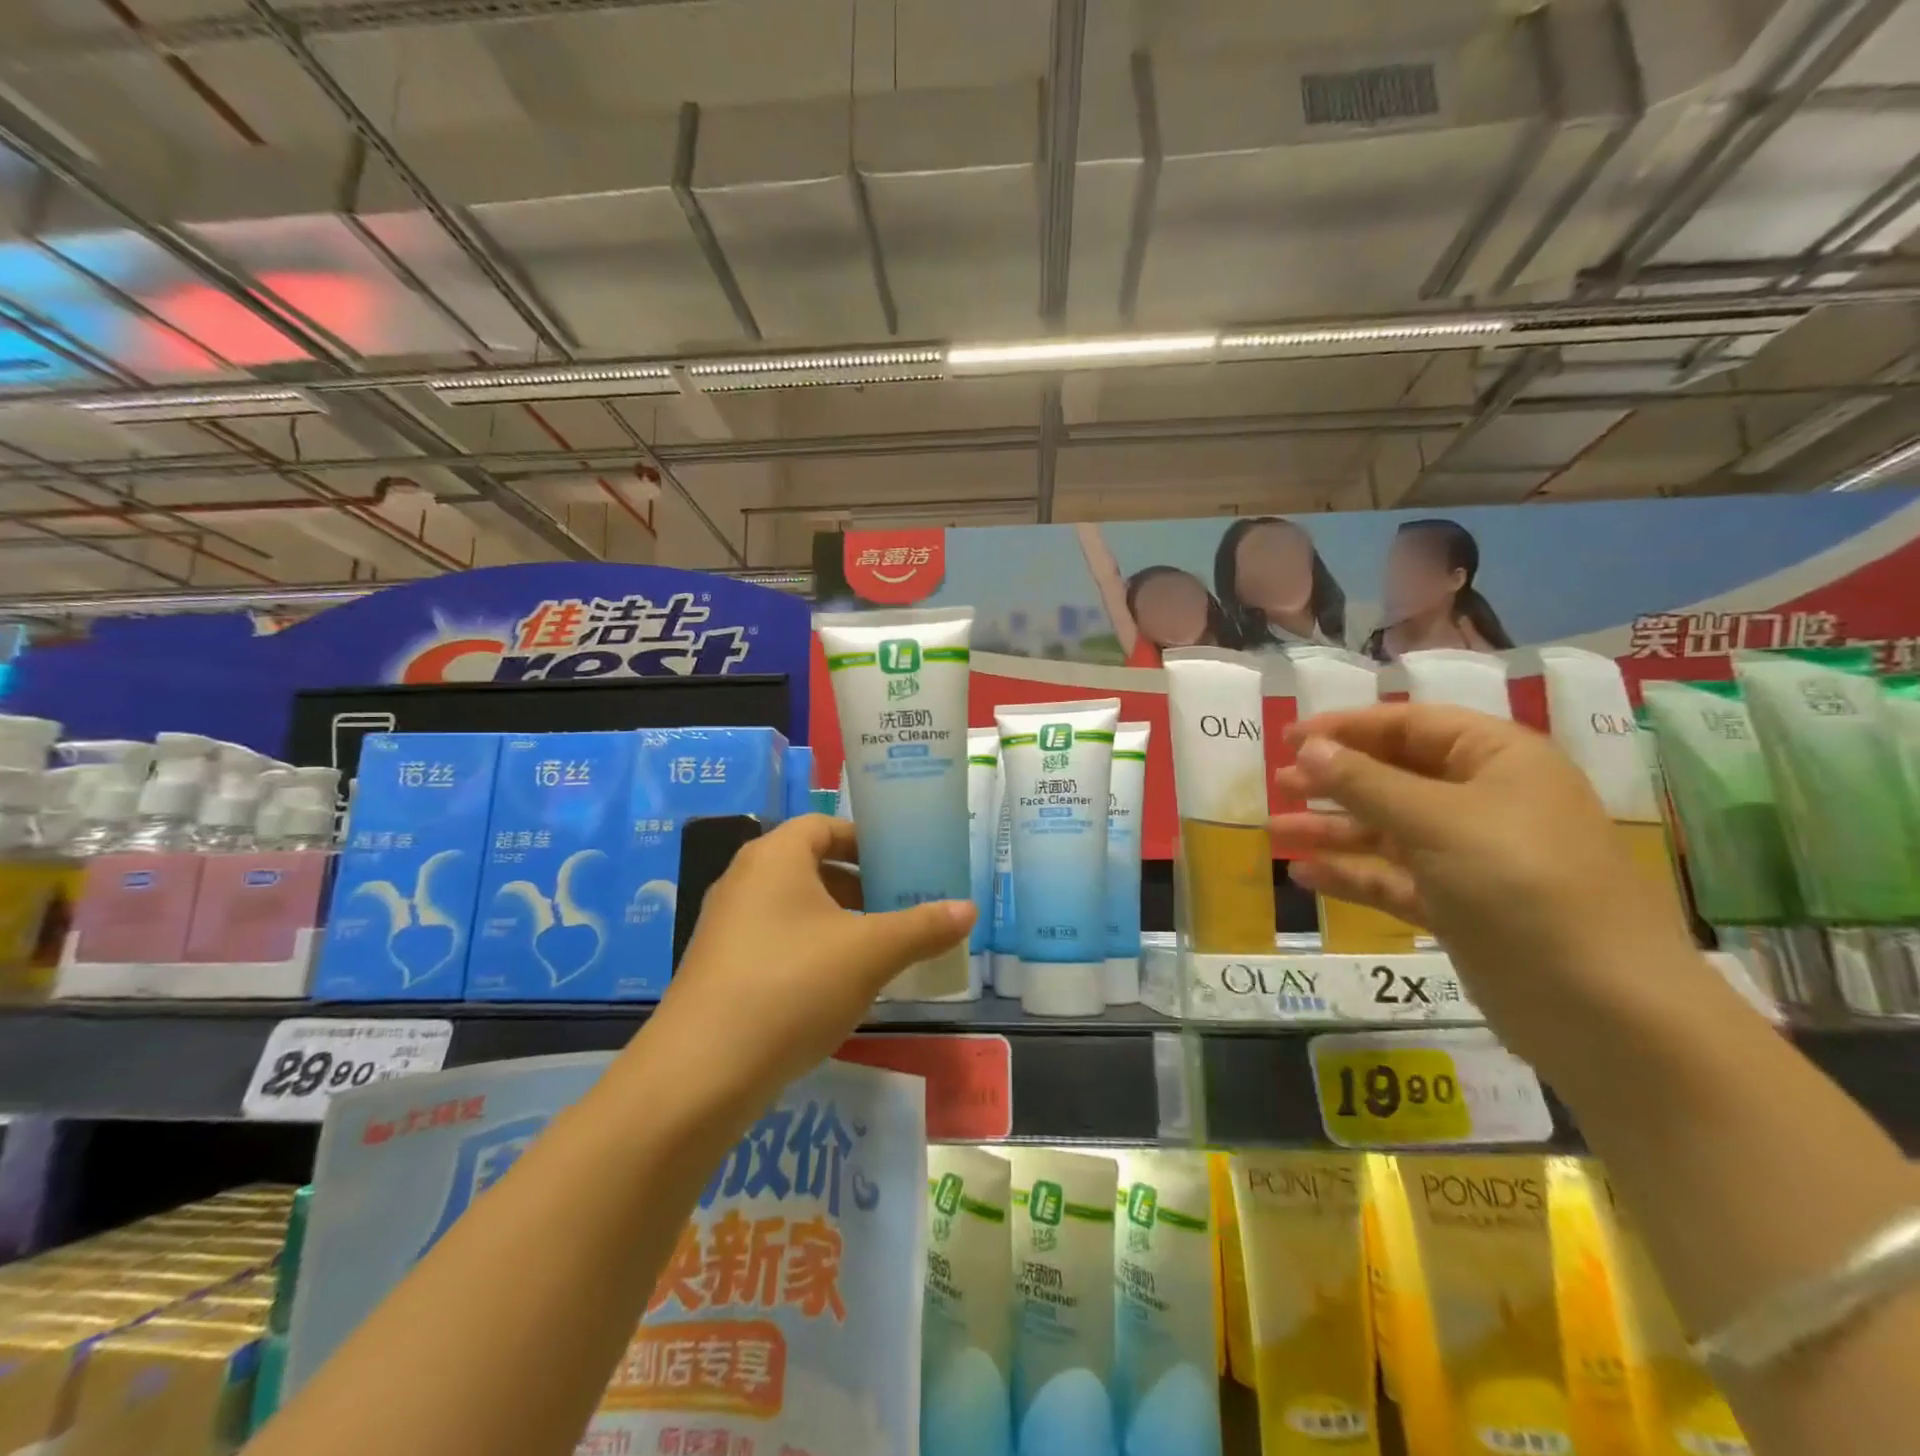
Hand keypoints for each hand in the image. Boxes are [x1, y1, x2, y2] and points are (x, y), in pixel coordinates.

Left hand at [637, 815, 973, 1110]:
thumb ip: (922, 927)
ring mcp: (726, 927)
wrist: (701, 1073)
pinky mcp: (719, 969)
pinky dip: (811, 950)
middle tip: (900, 907)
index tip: (902, 863)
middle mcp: (744, 881)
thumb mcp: (870, 953)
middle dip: (859, 884)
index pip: (824, 826)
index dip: (865, 839)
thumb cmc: (792, 986)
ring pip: (794, 908)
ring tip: (879, 949)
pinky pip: (776, 942)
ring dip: (837, 921)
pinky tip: (838, 987)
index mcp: (775, 857)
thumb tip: (970, 909)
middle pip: (811, 866)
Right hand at [1269, 704, 1697, 1058]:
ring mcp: (1472, 858)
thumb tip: (1309, 748)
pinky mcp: (1459, 907)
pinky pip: (1394, 879)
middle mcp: (1486, 801)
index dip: (1348, 728)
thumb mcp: (1434, 821)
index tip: (1290, 737)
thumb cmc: (1521, 885)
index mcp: (1498, 760)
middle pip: (1396, 777)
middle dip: (1335, 780)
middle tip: (1279, 783)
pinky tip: (1304, 875)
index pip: (1412, 725)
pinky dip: (1351, 875)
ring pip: (1388, 831)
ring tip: (1276, 832)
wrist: (1603, 1008)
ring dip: (1333, 830)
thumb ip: (1364, 782)